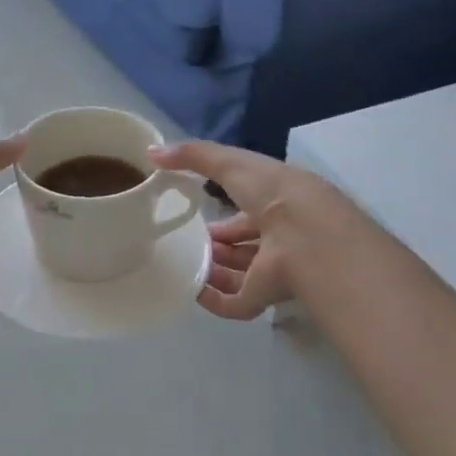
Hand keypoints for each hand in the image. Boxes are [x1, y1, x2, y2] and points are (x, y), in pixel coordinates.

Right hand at [150, 142, 334, 320]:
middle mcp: (280, 237)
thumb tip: (152, 152)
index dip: (226, 215)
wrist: (304, 234)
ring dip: (214, 270)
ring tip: (184, 264)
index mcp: (278, 203)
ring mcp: (275, 270)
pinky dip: (214, 300)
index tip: (198, 216)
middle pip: (245, 244)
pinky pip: (236, 304)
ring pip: (241, 274)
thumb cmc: (271, 191)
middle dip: (219, 245)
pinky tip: (192, 291)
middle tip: (188, 243)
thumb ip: (193, 155)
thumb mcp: (230, 163)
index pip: (250, 211)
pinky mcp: (266, 298)